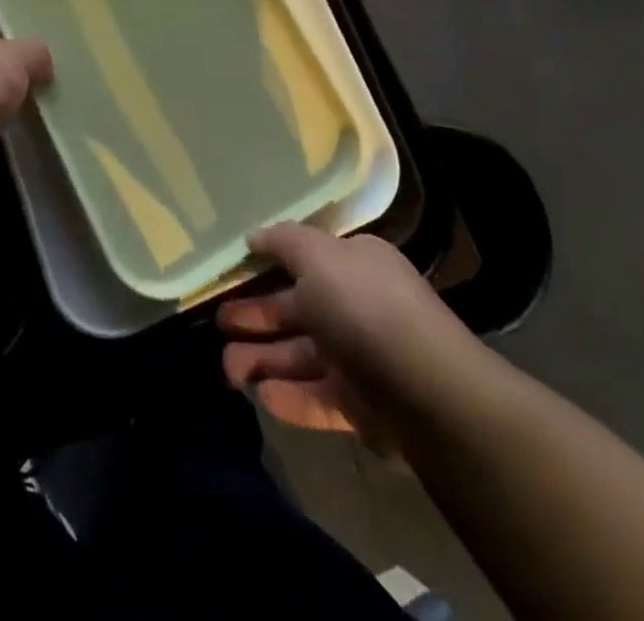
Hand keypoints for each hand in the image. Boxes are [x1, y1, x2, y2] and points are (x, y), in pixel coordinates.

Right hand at [218, 224, 479, 441]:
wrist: (425, 391)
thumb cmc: (364, 307)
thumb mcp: (318, 257)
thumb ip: (284, 242)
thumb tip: (255, 236)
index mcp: (354, 265)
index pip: (305, 260)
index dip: (268, 265)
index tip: (232, 275)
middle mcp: (357, 306)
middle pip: (297, 309)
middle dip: (256, 316)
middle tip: (218, 322)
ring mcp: (359, 358)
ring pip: (301, 356)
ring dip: (262, 359)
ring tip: (226, 369)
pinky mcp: (361, 406)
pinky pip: (316, 398)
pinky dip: (287, 396)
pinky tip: (259, 394)